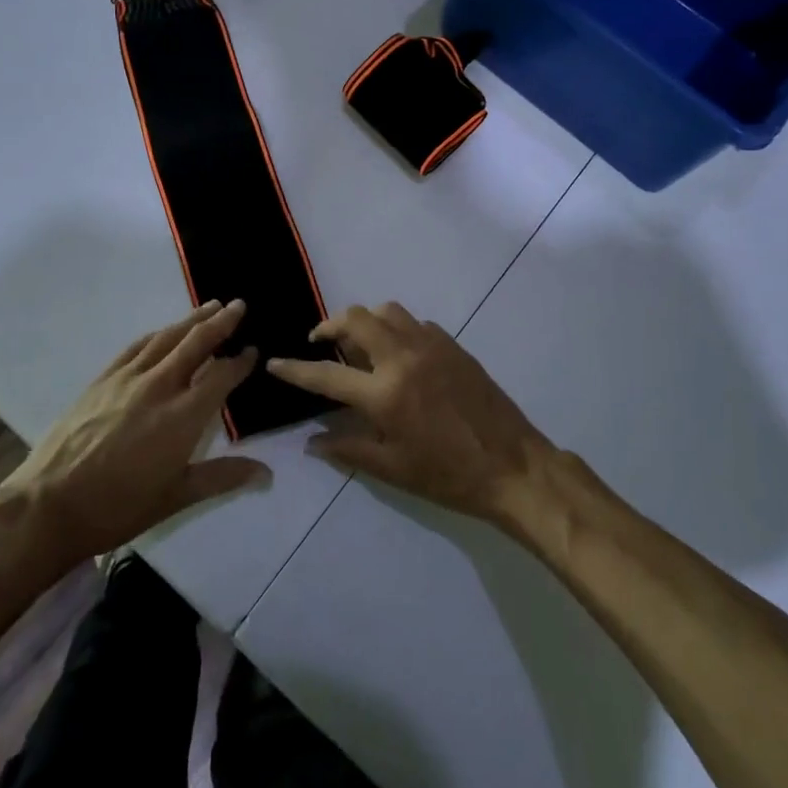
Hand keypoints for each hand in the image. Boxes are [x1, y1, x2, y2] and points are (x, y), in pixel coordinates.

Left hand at [0, 300, 269, 565]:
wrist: (49, 505)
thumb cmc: (118, 507)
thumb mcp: (176, 497)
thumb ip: (223, 477)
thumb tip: (267, 472)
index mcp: (183, 416)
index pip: (221, 376)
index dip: (240, 361)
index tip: (254, 350)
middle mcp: (159, 387)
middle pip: (196, 343)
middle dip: (221, 322)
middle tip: (239, 305)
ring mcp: (127, 379)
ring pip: (166, 338)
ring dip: (191, 320)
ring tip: (210, 307)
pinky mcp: (102, 379)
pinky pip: (136, 347)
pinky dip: (157, 335)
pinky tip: (164, 332)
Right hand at [265, 302, 553, 524]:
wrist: (513, 465)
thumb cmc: (449, 475)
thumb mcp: (394, 470)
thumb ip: (349, 448)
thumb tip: (313, 442)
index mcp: (385, 394)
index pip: (327, 375)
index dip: (295, 370)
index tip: (274, 363)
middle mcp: (404, 358)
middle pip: (356, 319)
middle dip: (330, 325)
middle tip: (320, 342)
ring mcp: (431, 346)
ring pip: (387, 311)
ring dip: (365, 321)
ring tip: (359, 344)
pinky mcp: (453, 345)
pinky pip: (415, 323)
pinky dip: (396, 329)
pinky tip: (398, 354)